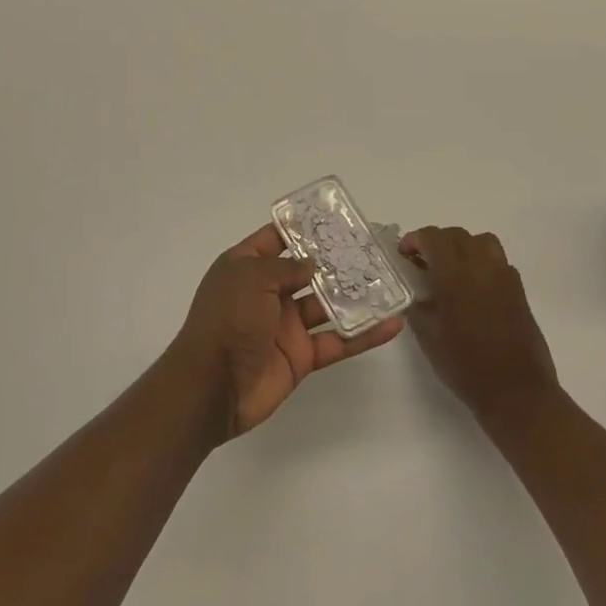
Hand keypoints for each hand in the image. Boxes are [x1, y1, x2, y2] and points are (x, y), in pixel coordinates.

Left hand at [174, 224, 403, 441]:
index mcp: (246, 268)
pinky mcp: (302, 355)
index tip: (334, 218)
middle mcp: (267, 293)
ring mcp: (286, 325)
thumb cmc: (227, 320)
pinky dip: (363, 334)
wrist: (213, 387)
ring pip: (327, 304)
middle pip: (307, 270)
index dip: (302, 228)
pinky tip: (392, 324)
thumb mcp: (250, 278)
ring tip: (388, 280)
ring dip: (355, 295)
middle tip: (370, 247)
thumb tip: (312, 265)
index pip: (276, 239)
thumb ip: (285, 267)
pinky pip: (337, 340)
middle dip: (335, 259)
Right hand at [399, 227, 558, 425]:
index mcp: (455, 274)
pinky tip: (474, 289)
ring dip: (462, 247)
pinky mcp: (519, 290)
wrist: (516, 391)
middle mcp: (481, 266)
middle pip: (456, 235)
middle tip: (423, 263)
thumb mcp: (428, 336)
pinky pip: (498, 261)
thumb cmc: (465, 365)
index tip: (404, 255)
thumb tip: (412, 289)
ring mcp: (504, 276)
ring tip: (451, 270)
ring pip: (481, 241)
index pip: (432, 237)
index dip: (415, 240)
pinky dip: (481, 263)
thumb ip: (417, 305)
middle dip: (436, 242)